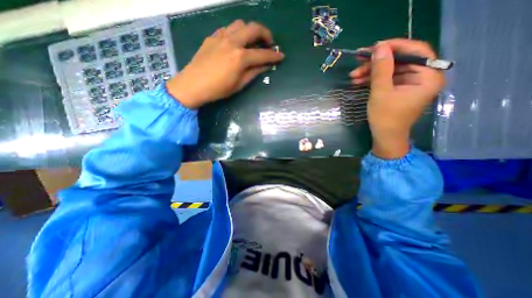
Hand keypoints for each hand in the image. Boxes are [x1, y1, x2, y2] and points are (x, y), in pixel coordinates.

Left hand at [167, 21, 284, 109]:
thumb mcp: (239, 84)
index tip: (281, 56)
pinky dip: (236, 32)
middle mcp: (232, 42)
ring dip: (250, 30)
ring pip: (240, 24)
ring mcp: (221, 37)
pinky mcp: (212, 37)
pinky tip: (237, 41)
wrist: (193, 84)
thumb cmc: (218, 89)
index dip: (274, 56)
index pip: (262, 54)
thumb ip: (254, 73)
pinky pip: (227, 28)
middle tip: (269, 42)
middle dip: (266, 34)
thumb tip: (266, 66)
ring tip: (253, 40)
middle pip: (253, 28)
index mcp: (240, 57)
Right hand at [350, 40, 444, 160]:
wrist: (384, 137)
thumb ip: (381, 69)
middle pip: (400, 60)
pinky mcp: (399, 89)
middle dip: (377, 62)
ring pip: (390, 70)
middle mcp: (423, 77)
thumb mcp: (381, 93)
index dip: (394, 46)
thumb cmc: (385, 118)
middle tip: (358, 62)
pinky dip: (372, 79)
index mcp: (428, 76)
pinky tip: (358, 81)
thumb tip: (379, 47)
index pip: (415, 51)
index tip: (374, 47)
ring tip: (353, 76)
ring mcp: (410, 83)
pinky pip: (387, 79)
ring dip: (371, 72)